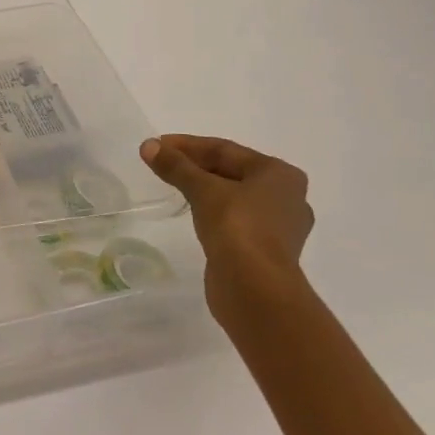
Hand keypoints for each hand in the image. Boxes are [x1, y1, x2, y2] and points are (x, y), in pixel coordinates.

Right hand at [140, 135, 314, 320]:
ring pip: (233, 195)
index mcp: (280, 174)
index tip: (156, 145)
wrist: (256, 290)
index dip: (187, 145)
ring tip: (172, 184)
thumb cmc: (237, 228)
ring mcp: (278, 226)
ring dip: (202, 187)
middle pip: (231, 171)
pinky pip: (235, 219)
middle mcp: (287, 196)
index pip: (225, 149)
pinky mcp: (265, 250)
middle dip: (194, 165)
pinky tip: (192, 211)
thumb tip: (148, 146)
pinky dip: (212, 210)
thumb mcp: (203, 190)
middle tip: (160, 163)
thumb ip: (176, 166)